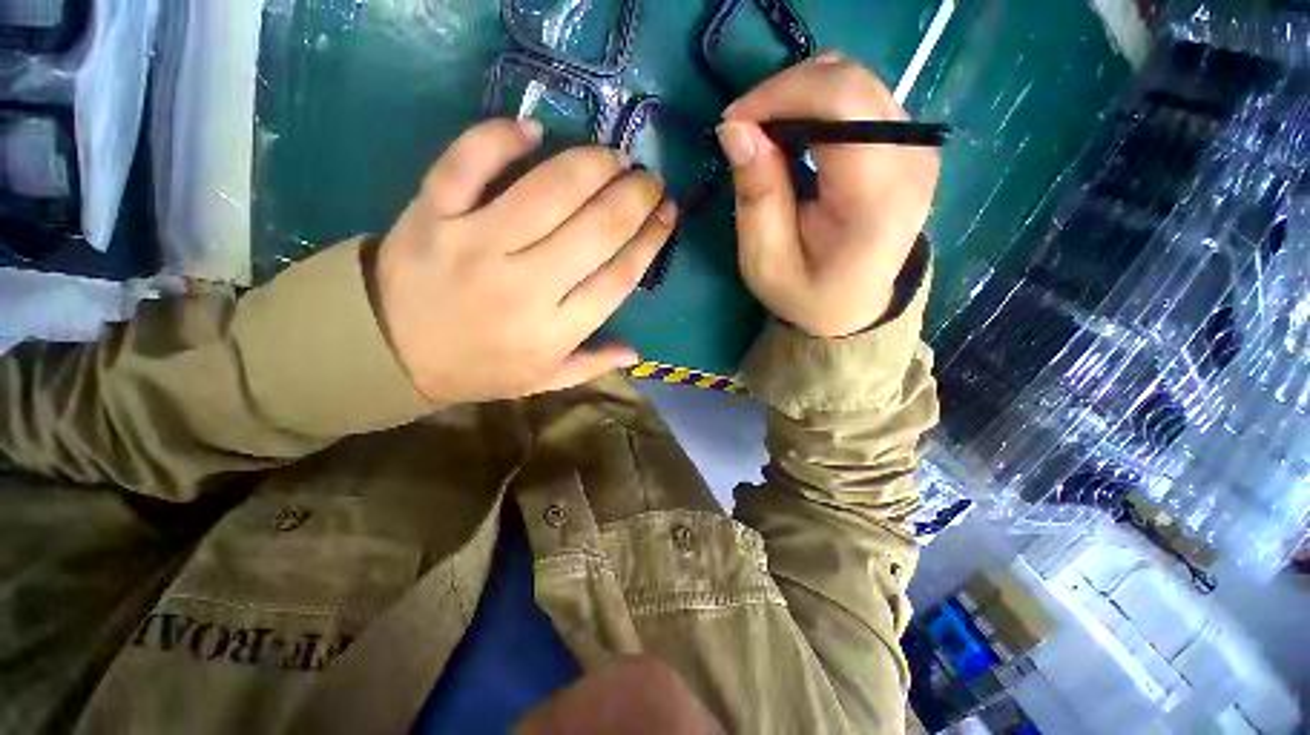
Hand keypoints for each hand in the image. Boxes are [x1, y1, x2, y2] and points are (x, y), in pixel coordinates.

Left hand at [373, 119, 675, 404]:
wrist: (386, 351)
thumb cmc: (477, 368)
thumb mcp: (541, 381)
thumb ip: (591, 365)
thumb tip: (637, 352)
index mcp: (554, 330)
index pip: (618, 277)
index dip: (651, 240)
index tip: (668, 214)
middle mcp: (524, 285)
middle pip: (596, 229)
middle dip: (635, 197)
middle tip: (649, 179)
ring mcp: (475, 243)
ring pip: (548, 190)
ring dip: (592, 164)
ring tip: (614, 156)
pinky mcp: (432, 212)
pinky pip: (469, 160)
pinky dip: (501, 136)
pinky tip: (533, 130)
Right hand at [716, 54, 939, 336]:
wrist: (855, 306)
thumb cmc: (807, 292)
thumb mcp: (766, 260)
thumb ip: (756, 194)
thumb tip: (735, 128)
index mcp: (877, 196)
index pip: (841, 103)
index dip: (780, 95)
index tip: (734, 122)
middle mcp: (910, 158)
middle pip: (849, 80)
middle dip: (784, 92)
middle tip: (744, 129)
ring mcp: (915, 145)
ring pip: (854, 79)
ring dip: (798, 96)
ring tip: (765, 134)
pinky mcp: (908, 142)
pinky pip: (859, 96)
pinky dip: (816, 104)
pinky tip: (793, 135)